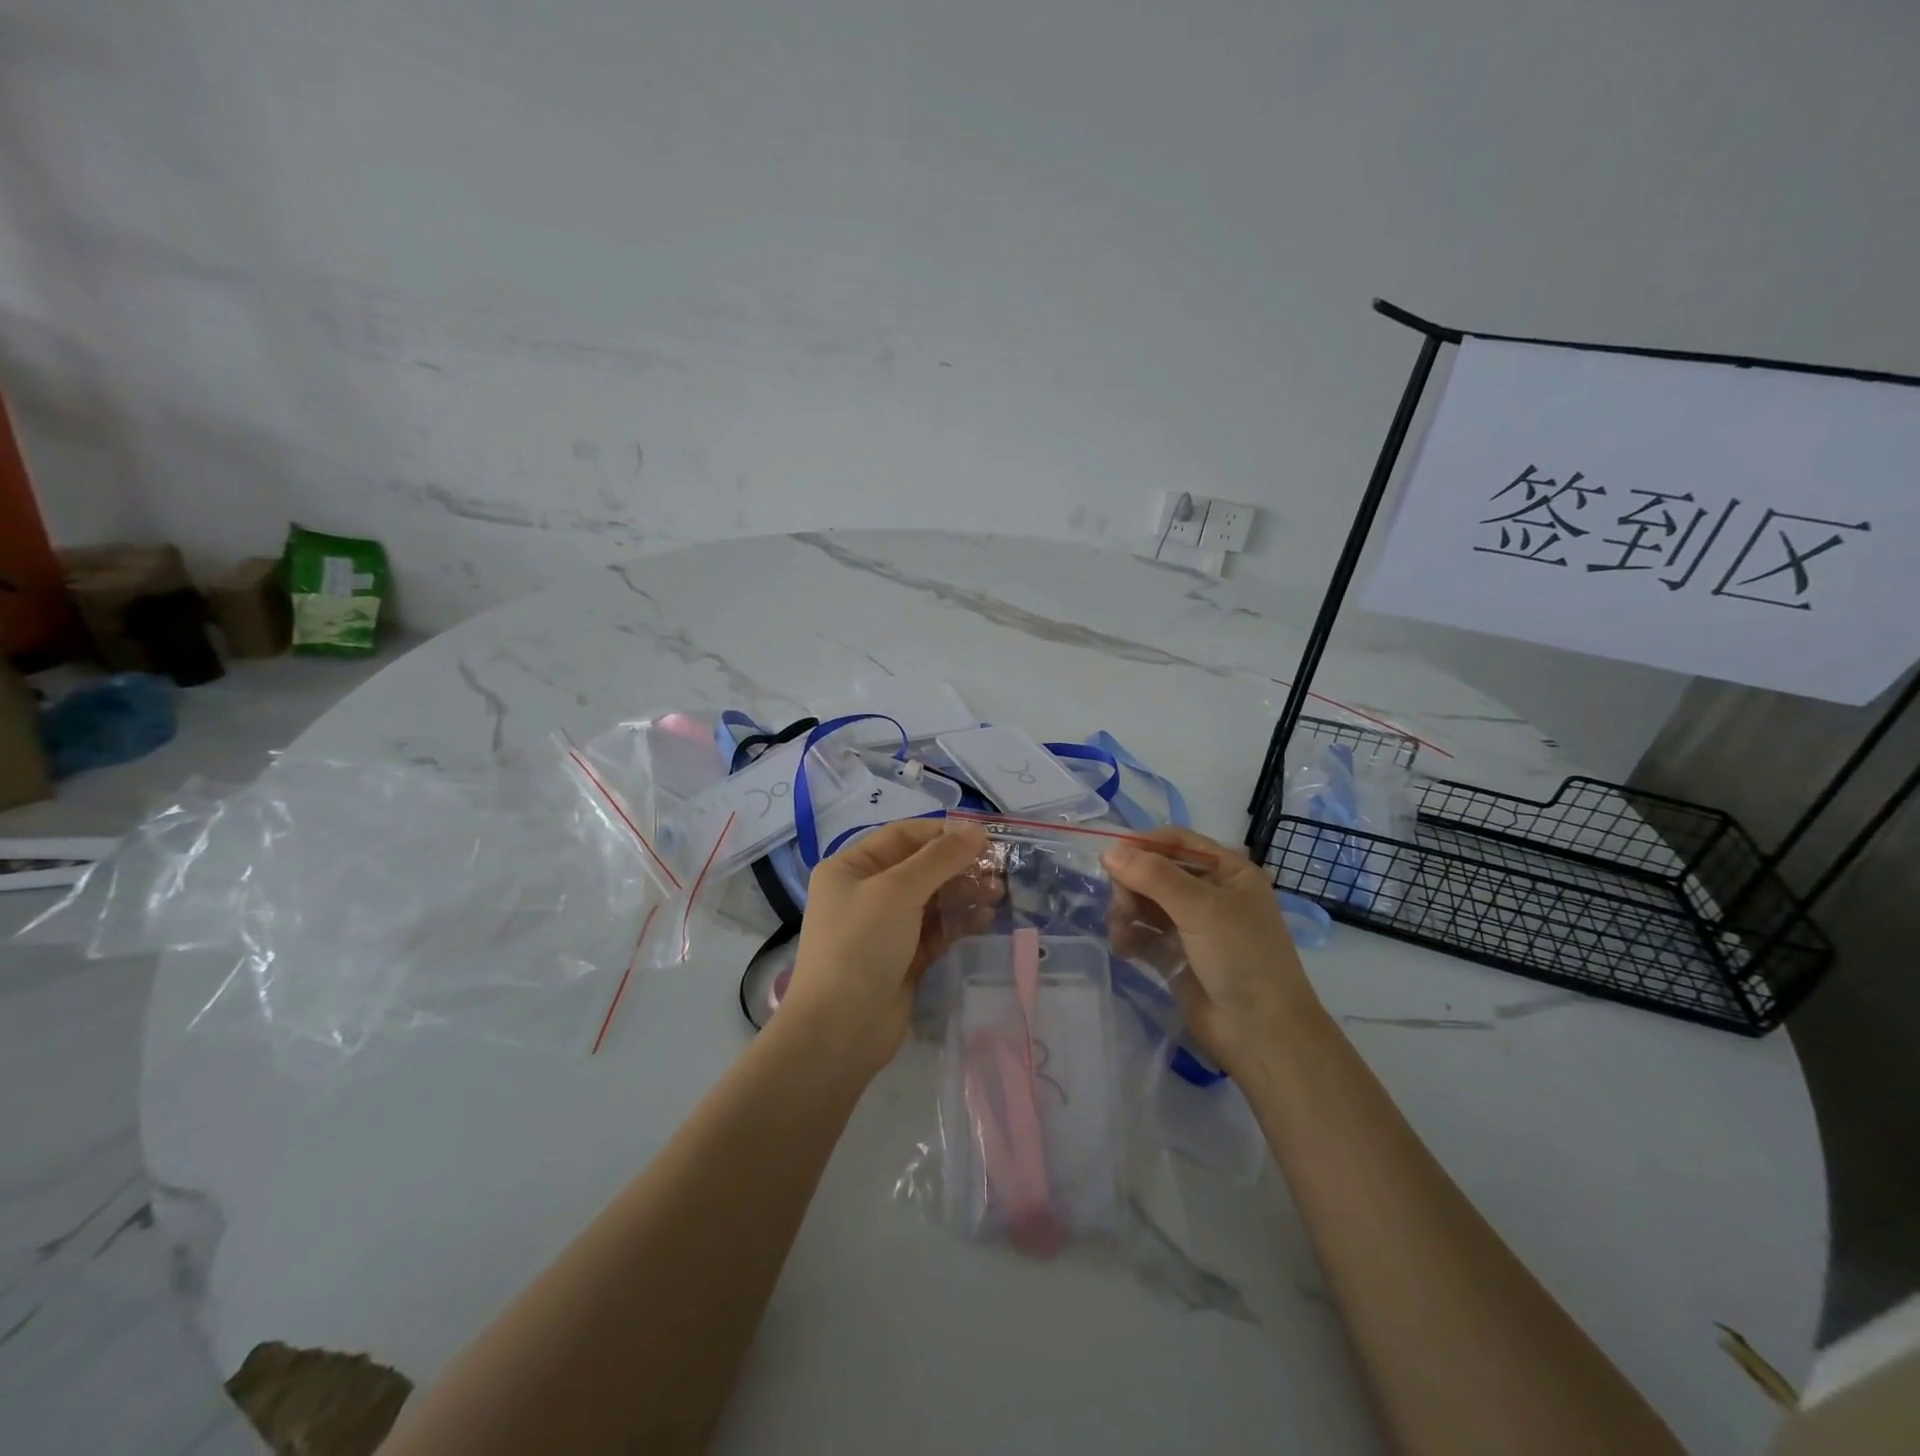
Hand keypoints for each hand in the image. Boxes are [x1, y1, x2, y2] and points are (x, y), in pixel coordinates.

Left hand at [780, 818, 991, 1071]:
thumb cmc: (860, 946)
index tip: (984, 836)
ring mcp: (885, 927)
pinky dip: (960, 922)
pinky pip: (937, 930)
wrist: (839, 1031)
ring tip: (998, 893)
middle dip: (959, 865)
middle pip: (920, 867)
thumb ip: (939, 859)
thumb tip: (976, 829)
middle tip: (999, 868)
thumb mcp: (898, 892)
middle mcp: (866, 892)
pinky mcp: (904, 957)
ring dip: (964, 892)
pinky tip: (985, 919)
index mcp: (851, 868)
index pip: (902, 836)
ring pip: (933, 899)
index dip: (942, 833)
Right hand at [1103, 826, 1323, 1076]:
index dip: (1144, 844)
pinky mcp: (1176, 956)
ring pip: (1145, 902)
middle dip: (1132, 883)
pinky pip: (1143, 933)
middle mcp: (1210, 893)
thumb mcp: (1201, 909)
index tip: (1111, 858)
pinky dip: (1129, 935)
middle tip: (1121, 905)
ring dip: (1126, 910)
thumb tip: (1108, 852)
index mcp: (1228, 872)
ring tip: (1120, 931)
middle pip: (1156, 871)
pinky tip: (1123, 947)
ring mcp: (1192, 926)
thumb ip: (1154, 876)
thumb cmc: (1242, 958)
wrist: (1261, 1035)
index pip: (1178, 841)